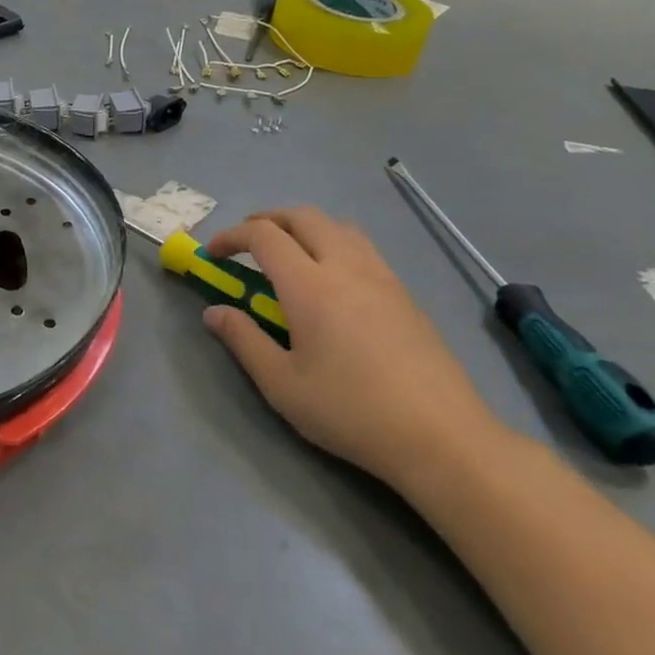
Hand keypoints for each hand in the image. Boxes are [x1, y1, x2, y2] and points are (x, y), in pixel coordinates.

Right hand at [202, 208, 505, 488]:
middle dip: (267, 220)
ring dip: (304, 227)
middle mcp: (346, 268)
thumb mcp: (281, 384)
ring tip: (288, 255)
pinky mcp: (404, 294)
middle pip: (303, 217)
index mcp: (310, 286)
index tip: (213, 254)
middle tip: (246, 243)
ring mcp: (381, 277)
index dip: (232, 236)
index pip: (264, 236)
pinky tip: (331, 281)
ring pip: (338, 226)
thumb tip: (214, 312)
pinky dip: (334, 243)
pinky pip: (362, 247)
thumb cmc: (351, 411)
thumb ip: (243, 340)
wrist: (442, 437)